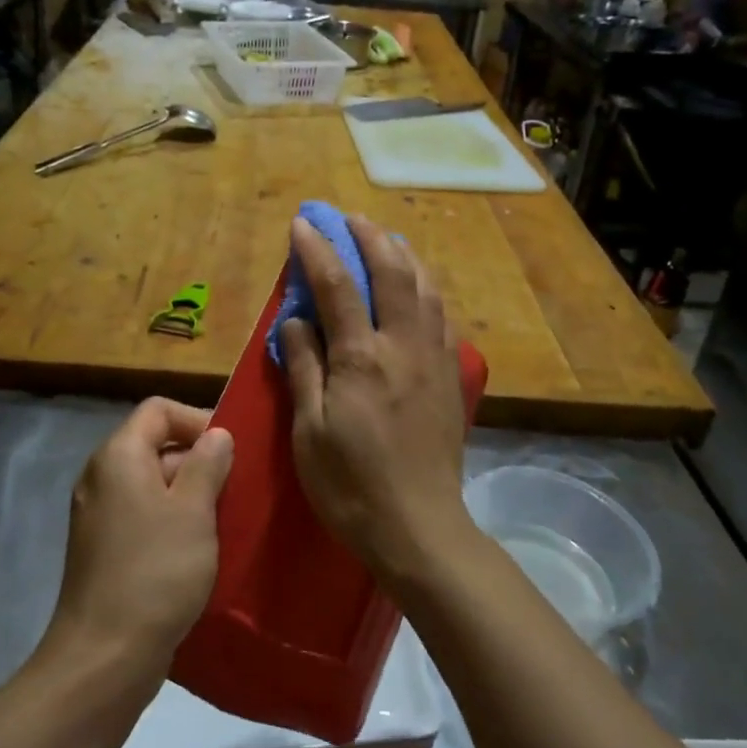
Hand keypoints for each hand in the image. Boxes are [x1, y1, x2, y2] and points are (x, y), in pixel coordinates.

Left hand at [48, 398, 232, 693]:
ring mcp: (99, 515)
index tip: (230, 451)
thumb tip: (217, 435)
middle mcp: (102, 477)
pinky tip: (199, 549)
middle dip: (199, 460)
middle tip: (235, 490)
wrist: (104, 657)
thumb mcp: (194, 510)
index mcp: (118, 456)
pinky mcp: (104, 548)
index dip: (197, 420)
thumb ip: (208, 464)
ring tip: (225, 520)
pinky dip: (172, 522)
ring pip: (153, 484)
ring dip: (190, 495)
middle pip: (155, 445)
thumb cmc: (155, 572)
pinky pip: (143, 516)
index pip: (159, 410)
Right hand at [280, 215, 475, 586]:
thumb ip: (304, 367)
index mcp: (362, 358)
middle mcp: (404, 346)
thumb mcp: (310, 431)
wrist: (420, 529)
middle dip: (369, 238)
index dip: (318, 250)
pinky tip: (419, 288)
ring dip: (404, 255)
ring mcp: (434, 359)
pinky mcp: (451, 376)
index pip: (337, 287)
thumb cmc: (351, 486)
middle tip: (348, 217)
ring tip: (386, 239)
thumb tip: (295, 318)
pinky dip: (427, 288)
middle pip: (392, 273)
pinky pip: (442, 316)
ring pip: (426, 288)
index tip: (303, 222)